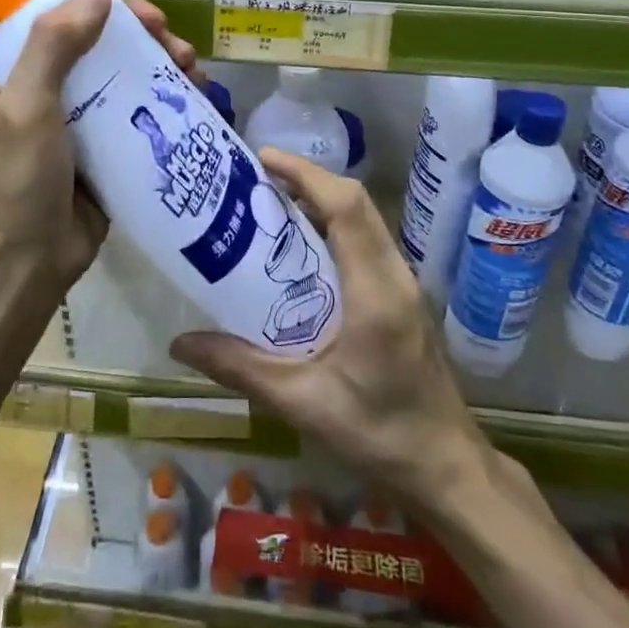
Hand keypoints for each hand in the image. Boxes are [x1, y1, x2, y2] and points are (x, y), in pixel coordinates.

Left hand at [0, 0, 199, 296]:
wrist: (28, 262)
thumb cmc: (17, 181)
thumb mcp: (26, 107)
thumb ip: (54, 45)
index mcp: (3, 68)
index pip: (41, 7)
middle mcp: (35, 84)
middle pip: (88, 35)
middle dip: (131, 25)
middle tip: (165, 31)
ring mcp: (69, 114)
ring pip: (116, 67)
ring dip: (154, 57)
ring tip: (188, 65)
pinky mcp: (98, 141)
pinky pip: (132, 103)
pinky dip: (161, 92)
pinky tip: (192, 92)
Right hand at [170, 150, 497, 517]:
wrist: (448, 468)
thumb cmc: (379, 435)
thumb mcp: (303, 403)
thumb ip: (241, 368)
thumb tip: (180, 343)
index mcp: (375, 292)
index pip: (346, 208)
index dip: (305, 175)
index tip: (263, 159)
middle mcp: (395, 275)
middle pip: (356, 204)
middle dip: (308, 181)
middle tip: (257, 181)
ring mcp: (404, 284)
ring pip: (364, 220)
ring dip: (322, 202)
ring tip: (271, 207)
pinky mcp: (403, 297)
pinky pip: (367, 242)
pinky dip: (334, 227)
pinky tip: (301, 252)